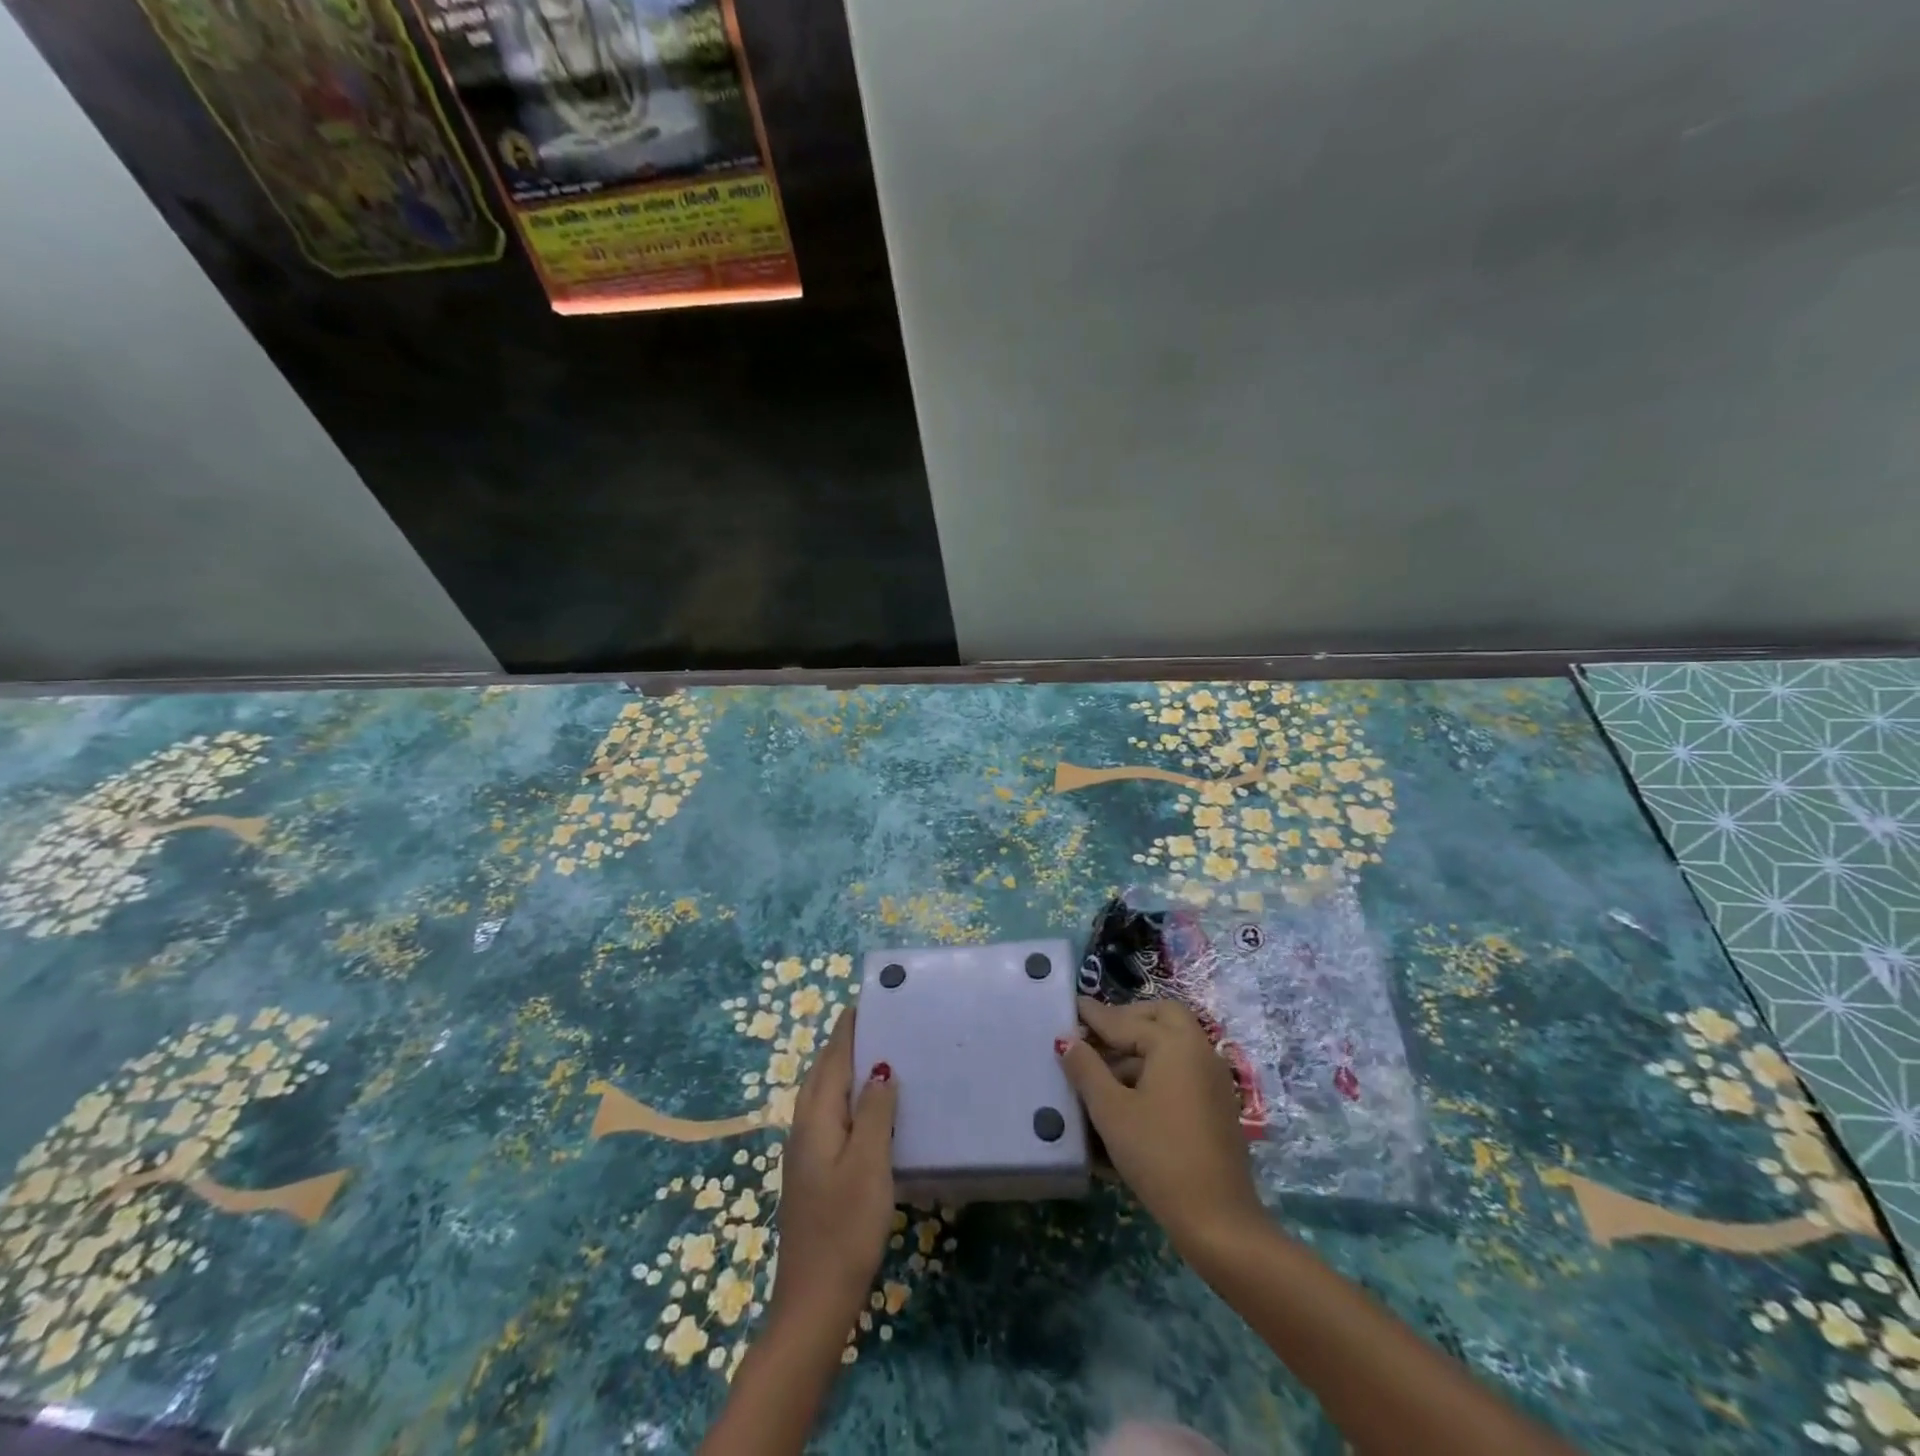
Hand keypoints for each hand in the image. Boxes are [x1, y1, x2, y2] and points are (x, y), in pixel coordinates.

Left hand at [766, 1007, 897, 1337]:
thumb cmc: (845, 1226)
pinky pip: (832, 1116)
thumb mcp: (869, 1163)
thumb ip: (875, 1111)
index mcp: (816, 1117)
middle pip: (824, 1072)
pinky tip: (872, 1110)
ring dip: (848, 1070)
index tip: (870, 999)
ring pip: (826, 1095)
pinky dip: (849, 1098)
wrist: (814, 1300)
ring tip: (882, 1055)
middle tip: (883, 1022)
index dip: (849, 1028)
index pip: (833, 1057)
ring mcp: (806, 1151)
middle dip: (848, 1043)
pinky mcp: (814, 1172)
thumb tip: (881, 1068)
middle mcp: (804, 1126)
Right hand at [1059, 996, 1264, 1255]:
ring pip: (1172, 1044)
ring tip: (1102, 1070)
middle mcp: (1199, 1051)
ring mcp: (1212, 1079)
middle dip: (1127, 1019)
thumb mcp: (1112, 1111)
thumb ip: (1086, 1069)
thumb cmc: (1159, 1156)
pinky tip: (1128, 1096)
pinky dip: (1155, 1068)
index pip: (1124, 1020)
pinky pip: (1181, 1070)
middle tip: (1096, 1034)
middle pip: (1161, 1017)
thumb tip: (1066, 1039)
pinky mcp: (1216, 1105)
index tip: (1070, 1004)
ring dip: (1139, 1047)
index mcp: (1174, 1043)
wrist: (1218, 1220)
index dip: (1094, 1015)